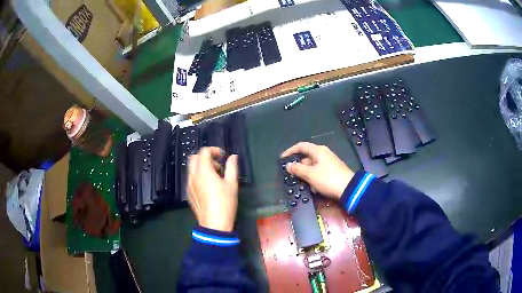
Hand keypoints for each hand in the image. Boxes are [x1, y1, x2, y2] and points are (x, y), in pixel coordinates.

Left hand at [187, 147, 238, 231]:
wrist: (214, 224)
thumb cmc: (225, 203)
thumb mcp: (232, 184)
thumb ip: (232, 167)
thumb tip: (233, 156)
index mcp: (204, 171)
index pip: (204, 152)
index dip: (214, 150)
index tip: (223, 156)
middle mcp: (193, 175)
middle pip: (194, 158)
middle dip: (205, 157)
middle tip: (218, 166)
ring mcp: (189, 185)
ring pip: (191, 169)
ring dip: (201, 167)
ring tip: (214, 178)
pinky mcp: (188, 193)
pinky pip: (191, 179)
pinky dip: (198, 176)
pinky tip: (208, 188)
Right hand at [281, 142, 354, 199]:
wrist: (349, 188)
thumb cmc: (328, 179)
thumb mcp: (310, 175)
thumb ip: (297, 169)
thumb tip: (288, 165)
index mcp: (318, 151)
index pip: (301, 146)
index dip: (290, 151)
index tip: (282, 158)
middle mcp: (323, 154)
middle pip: (306, 157)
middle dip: (299, 168)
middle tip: (293, 176)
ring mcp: (329, 162)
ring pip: (312, 167)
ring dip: (307, 176)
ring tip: (307, 185)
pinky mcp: (332, 171)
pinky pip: (319, 173)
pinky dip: (315, 179)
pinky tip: (316, 188)